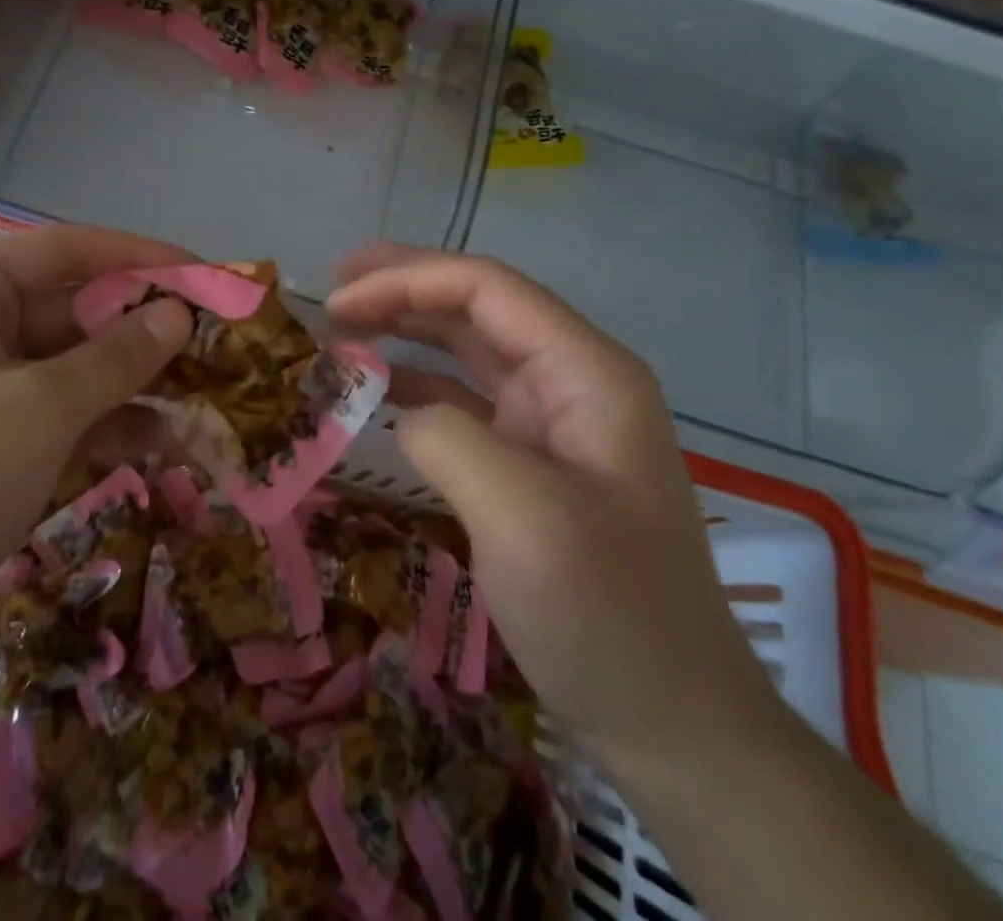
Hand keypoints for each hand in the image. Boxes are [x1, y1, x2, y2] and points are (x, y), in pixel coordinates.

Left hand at [0, 226, 194, 685]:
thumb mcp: (39, 410)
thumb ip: (117, 357)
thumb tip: (177, 314)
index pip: (68, 250)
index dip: (143, 258)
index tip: (208, 277)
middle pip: (72, 309)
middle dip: (144, 329)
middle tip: (219, 346)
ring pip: (68, 367)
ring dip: (132, 381)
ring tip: (206, 396)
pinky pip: (52, 414)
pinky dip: (103, 423)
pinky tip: (162, 439)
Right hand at [328, 247, 781, 776]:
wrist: (671, 723)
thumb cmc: (606, 611)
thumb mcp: (520, 515)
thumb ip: (446, 436)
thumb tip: (402, 412)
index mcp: (587, 371)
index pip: (487, 290)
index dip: (406, 280)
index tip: (337, 301)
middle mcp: (572, 381)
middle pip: (476, 307)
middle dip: (402, 290)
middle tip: (332, 291)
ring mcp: (552, 423)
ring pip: (467, 350)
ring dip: (406, 330)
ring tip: (343, 327)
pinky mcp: (531, 462)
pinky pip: (464, 402)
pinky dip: (416, 387)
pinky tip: (376, 391)